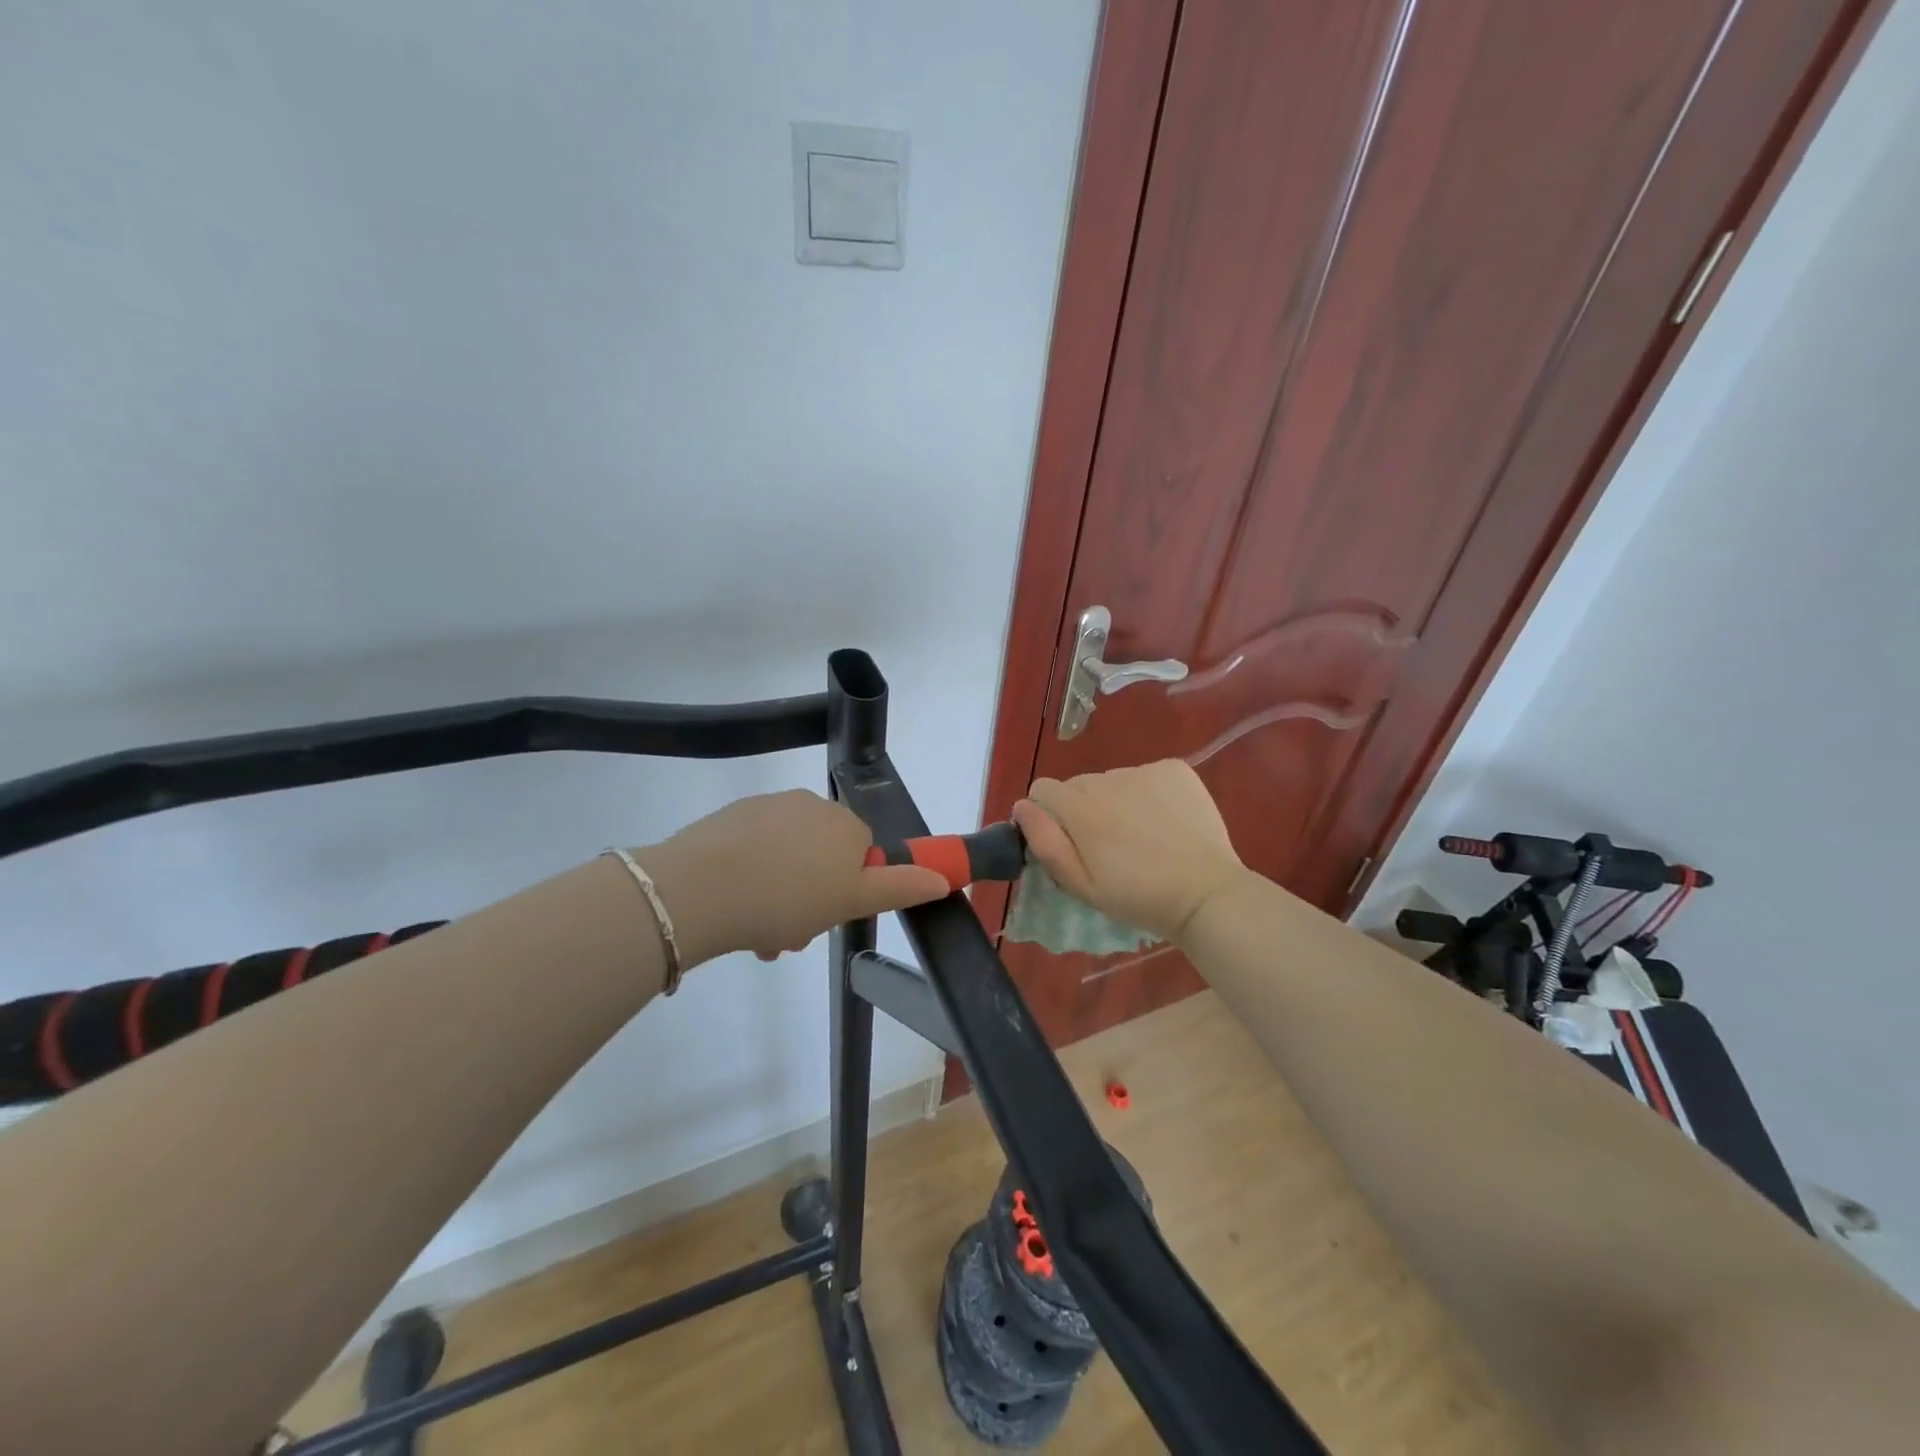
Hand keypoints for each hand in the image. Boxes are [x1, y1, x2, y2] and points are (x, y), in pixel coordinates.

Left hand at [634, 790, 949, 965]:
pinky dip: (752, 877)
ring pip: (787, 857)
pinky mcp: (731, 817)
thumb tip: (944, 878)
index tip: (827, 919)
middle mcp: (811, 805)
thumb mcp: (851, 901)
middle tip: (790, 935)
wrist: (700, 888)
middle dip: (812, 897)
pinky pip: (754, 850)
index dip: (848, 890)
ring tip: (758, 934)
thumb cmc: (787, 898)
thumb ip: (900, 887)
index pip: (862, 855)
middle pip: (823, 856)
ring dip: (780, 895)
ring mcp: (768, 807)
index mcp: (845, 824)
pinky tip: (734, 908)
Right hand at [1011, 761, 1246, 942]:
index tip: (1070, 841)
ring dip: (1117, 800)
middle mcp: (1107, 780)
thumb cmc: (1138, 897)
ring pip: (1113, 780)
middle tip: (1109, 845)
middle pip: (1079, 785)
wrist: (1206, 894)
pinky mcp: (1174, 769)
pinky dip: (1149, 792)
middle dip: (1084, 808)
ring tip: (1142, 835)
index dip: (1050, 815)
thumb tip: (1022, 806)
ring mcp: (1144, 771)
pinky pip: (1146, 775)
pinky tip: (1165, 820)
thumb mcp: (1081, 885)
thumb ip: (1045, 843)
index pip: (1043, 789)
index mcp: (1080, 808)